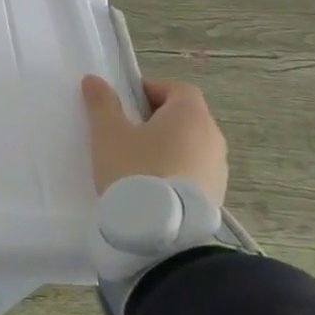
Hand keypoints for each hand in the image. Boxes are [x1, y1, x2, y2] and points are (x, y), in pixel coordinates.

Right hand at [81, 75, 227, 209]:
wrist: (161, 233)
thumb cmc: (134, 169)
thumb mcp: (108, 133)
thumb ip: (102, 103)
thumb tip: (94, 80)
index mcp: (190, 115)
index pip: (178, 89)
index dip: (152, 91)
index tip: (127, 105)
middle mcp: (213, 137)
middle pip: (187, 117)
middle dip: (159, 119)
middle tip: (129, 132)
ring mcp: (219, 169)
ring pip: (192, 146)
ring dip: (170, 147)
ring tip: (140, 162)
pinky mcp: (217, 196)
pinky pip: (196, 171)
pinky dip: (178, 170)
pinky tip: (154, 186)